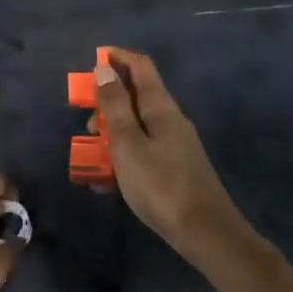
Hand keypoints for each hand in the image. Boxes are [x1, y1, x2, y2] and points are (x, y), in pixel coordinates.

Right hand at [86, 48, 244, 263]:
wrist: (206, 234)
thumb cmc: (160, 185)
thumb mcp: (128, 143)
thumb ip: (114, 105)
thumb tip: (104, 68)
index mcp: (160, 108)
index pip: (140, 67)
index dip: (117, 57)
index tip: (93, 60)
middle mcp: (170, 120)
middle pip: (135, 97)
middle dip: (107, 104)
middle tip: (86, 123)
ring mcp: (175, 145)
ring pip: (136, 127)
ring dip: (111, 134)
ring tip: (91, 157)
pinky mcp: (175, 169)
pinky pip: (142, 151)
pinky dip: (122, 157)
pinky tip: (106, 183)